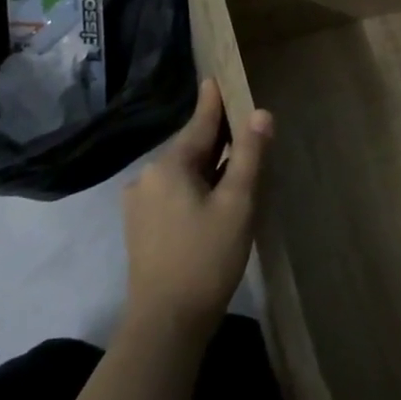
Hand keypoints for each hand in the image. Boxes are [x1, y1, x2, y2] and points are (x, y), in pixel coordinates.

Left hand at [122, 78, 271, 343]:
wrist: (166, 323)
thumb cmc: (206, 257)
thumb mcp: (237, 203)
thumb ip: (248, 155)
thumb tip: (261, 113)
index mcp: (169, 166)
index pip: (199, 123)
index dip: (214, 101)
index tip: (217, 76)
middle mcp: (147, 177)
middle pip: (190, 147)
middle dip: (216, 136)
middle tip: (243, 122)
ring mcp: (140, 204)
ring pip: (182, 172)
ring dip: (208, 164)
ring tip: (236, 160)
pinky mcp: (141, 227)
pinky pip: (174, 192)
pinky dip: (196, 185)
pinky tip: (214, 196)